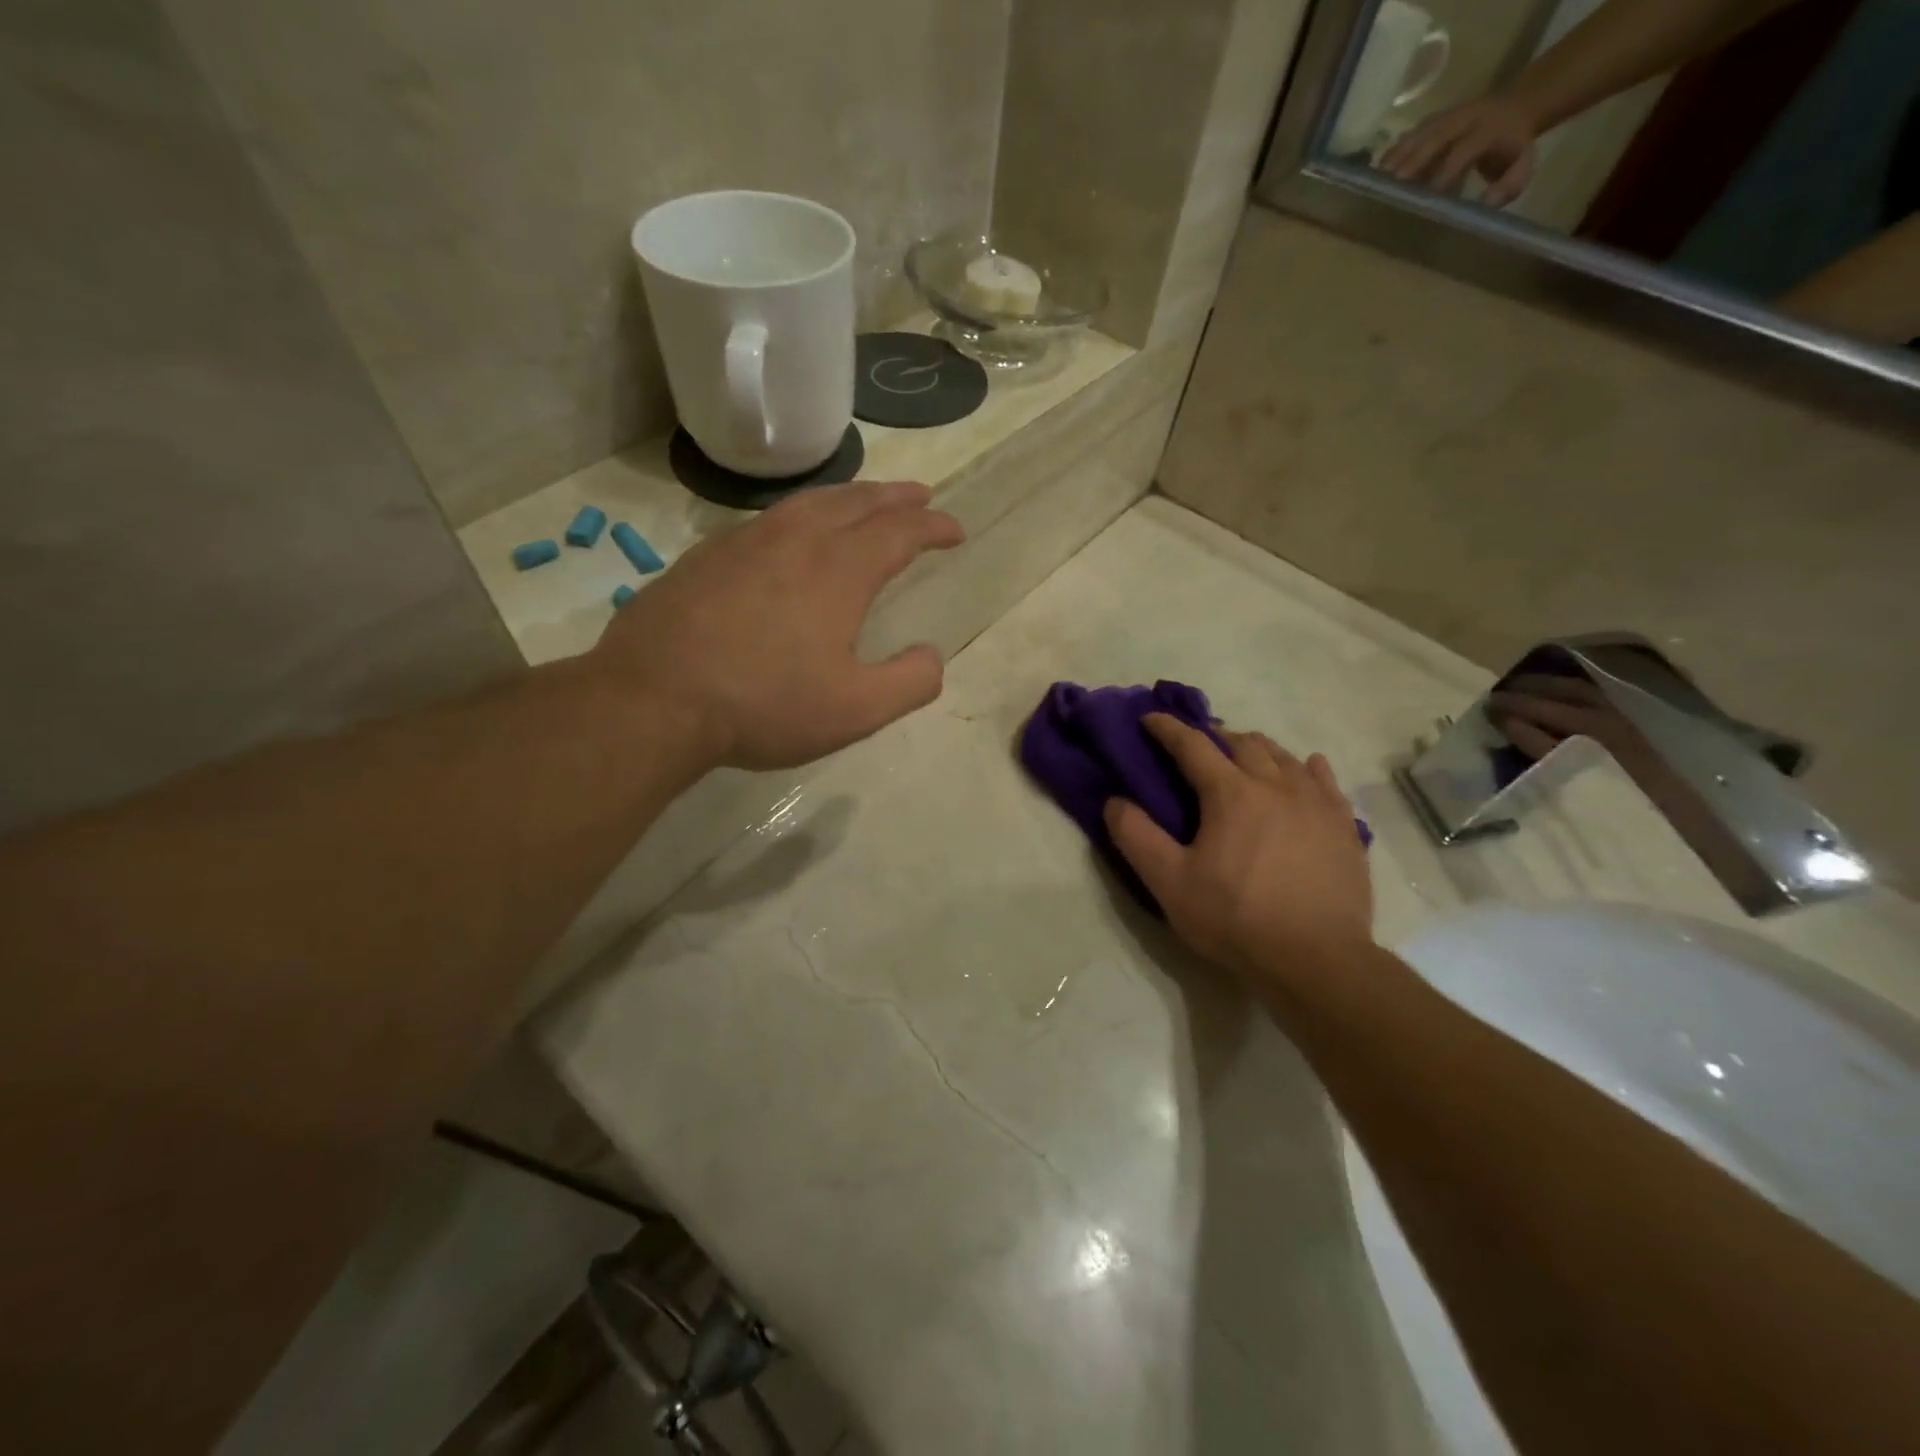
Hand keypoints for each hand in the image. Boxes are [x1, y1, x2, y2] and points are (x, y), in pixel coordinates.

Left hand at [593, 480, 963, 771]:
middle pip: (856, 502)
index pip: (900, 532)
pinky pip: (767, 520)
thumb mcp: (855, 710)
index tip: (955, 530)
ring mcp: (744, 543)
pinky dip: (799, 515)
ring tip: (864, 502)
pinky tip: (791, 535)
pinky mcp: (706, 557)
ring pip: (808, 503)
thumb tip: (932, 657)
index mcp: (839, 570)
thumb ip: (909, 682)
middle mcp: (795, 540)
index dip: (933, 528)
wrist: (654, 700)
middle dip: (894, 497)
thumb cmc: (764, 705)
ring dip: (847, 497)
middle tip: (919, 495)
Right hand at [1104, 715, 1372, 979]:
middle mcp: (1276, 785)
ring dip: (1256, 749)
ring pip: (1284, 757)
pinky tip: (1305, 769)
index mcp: (1231, 793)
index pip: (1193, 745)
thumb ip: (1136, 837)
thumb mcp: (1169, 883)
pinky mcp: (1343, 826)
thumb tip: (1115, 801)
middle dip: (1214, 736)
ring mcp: (1315, 803)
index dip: (1168, 728)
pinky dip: (1306, 767)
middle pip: (1242, 743)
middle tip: (1197, 746)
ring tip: (1243, 758)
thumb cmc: (1235, 919)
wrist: (1316, 960)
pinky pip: (1325, 780)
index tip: (1150, 718)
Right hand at [1380, 95, 1539, 207]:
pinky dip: (1392, 154)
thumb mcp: (1522, 165)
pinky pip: (1409, 136)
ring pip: (1417, 135)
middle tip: (1390, 188)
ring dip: (1395, 159)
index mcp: (1489, 128)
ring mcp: (1445, 116)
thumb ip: (1508, 185)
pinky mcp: (1431, 120)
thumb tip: (1485, 204)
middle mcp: (1465, 118)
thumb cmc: (1513, 147)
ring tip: (1375, 183)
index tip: (1426, 199)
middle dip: (1411, 163)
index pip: (1463, 151)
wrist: (1515, 106)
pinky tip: (1377, 174)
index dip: (1444, 174)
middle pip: (1434, 139)